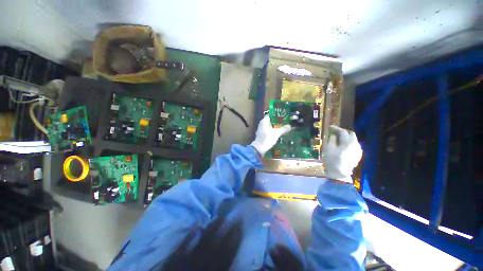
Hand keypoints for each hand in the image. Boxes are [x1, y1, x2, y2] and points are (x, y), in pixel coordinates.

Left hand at [250, 115, 291, 156]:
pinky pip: (268, 130)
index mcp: (264, 121)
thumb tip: (290, 126)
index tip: (283, 115)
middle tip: (285, 121)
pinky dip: (272, 130)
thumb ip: (283, 129)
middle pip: (270, 120)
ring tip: (283, 127)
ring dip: (275, 126)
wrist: (259, 148)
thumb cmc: (267, 139)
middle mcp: (261, 124)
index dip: (276, 114)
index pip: (270, 114)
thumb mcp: (277, 134)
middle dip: (277, 121)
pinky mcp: (261, 134)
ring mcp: (261, 129)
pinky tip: (277, 133)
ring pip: (269, 126)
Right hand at [322, 125, 362, 182]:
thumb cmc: (332, 160)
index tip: (330, 127)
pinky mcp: (358, 155)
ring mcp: (358, 150)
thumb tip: (334, 135)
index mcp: (348, 142)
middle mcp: (356, 144)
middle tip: (334, 132)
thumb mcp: (328, 148)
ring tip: (338, 138)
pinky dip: (348, 142)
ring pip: (353, 139)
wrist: (339, 173)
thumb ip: (332, 139)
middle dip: (343, 132)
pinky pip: (354, 145)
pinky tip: (342, 145)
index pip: (343, 131)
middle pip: (351, 134)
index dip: (336, 128)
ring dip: (346, 137)